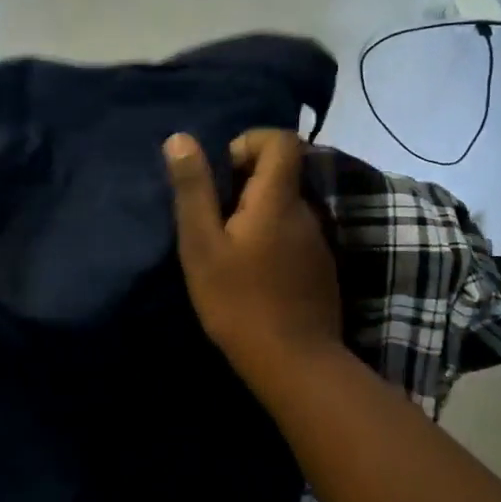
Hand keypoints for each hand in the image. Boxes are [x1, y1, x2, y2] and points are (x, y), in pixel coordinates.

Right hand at [166, 128, 340, 380]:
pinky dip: (269, 237)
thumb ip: (193, 189)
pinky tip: (251, 273)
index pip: (281, 140)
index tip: (222, 172)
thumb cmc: (238, 299)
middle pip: (281, 172)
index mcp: (278, 199)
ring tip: (227, 248)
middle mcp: (305, 211)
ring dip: (255, 212)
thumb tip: (181, 138)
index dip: (249, 142)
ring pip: (285, 205)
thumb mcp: (202, 243)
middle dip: (244, 181)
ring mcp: (317, 241)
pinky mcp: (320, 268)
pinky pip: (292, 233)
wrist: (293, 363)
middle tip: (213, 217)